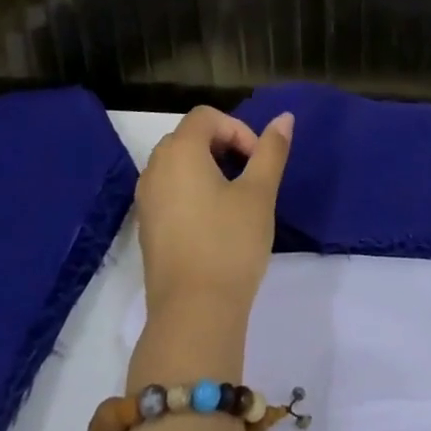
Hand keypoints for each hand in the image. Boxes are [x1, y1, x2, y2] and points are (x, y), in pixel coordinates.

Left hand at [136, 105, 293, 318]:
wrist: (194, 313)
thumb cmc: (230, 244)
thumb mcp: (260, 193)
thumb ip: (271, 151)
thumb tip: (284, 117)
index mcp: (179, 152)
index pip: (206, 117)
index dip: (238, 129)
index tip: (258, 161)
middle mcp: (154, 168)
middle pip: (189, 136)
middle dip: (223, 146)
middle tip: (250, 176)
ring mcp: (145, 199)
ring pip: (178, 164)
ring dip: (208, 168)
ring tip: (235, 199)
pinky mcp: (146, 226)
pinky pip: (169, 190)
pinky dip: (192, 190)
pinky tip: (215, 222)